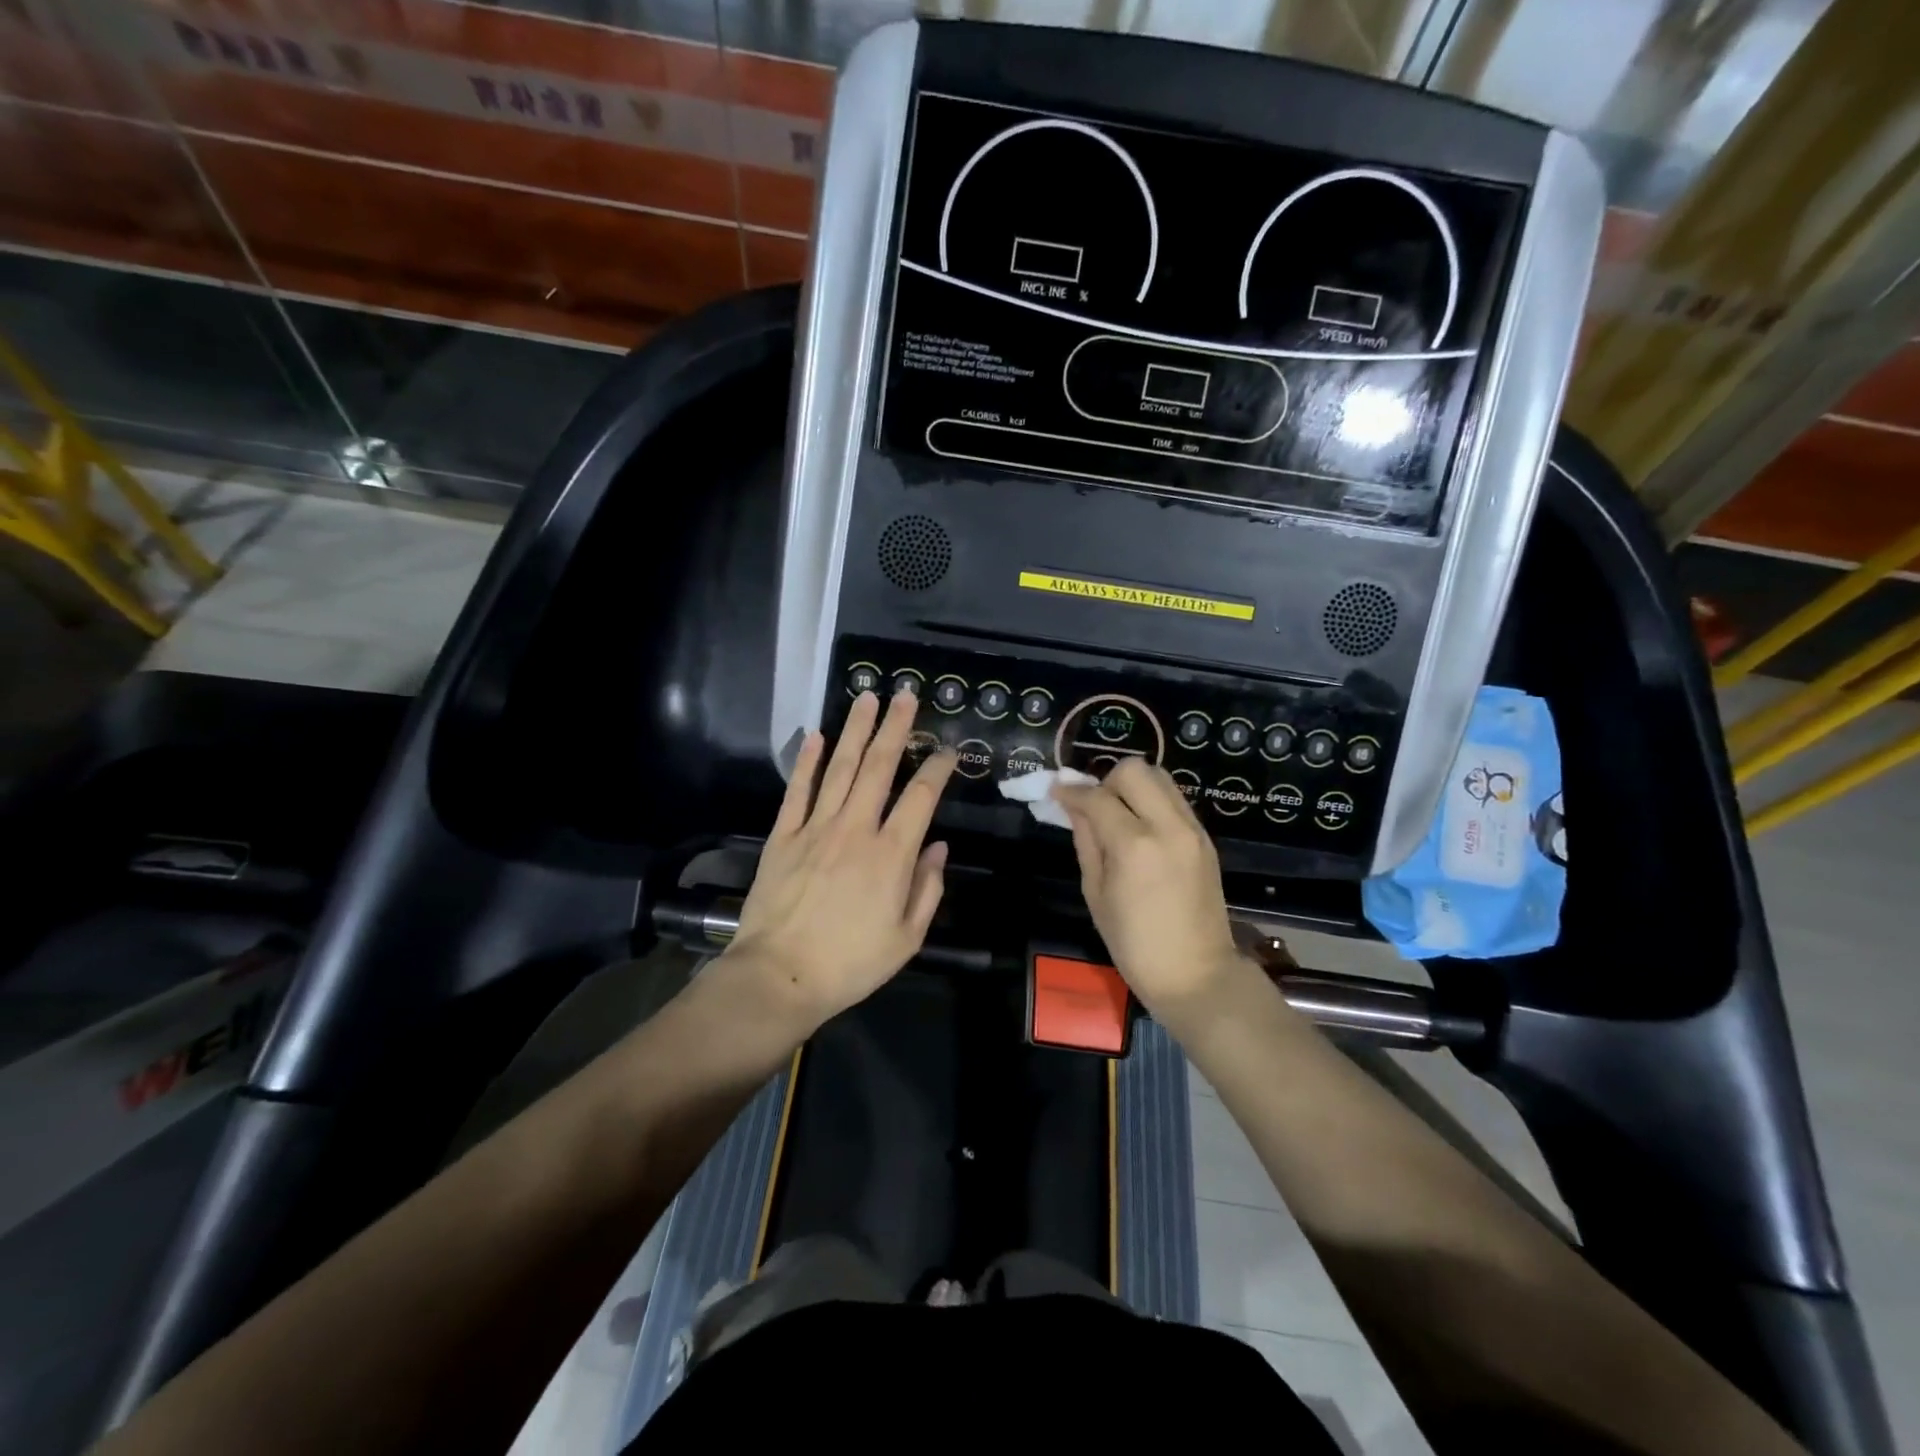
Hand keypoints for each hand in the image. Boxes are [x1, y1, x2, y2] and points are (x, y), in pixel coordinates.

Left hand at [728, 690, 956, 1027]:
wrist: (780, 976)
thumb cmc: (851, 963)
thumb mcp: (907, 937)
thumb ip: (927, 887)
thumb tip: (938, 846)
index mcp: (891, 854)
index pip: (921, 797)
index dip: (937, 768)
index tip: (946, 750)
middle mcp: (856, 829)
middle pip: (879, 767)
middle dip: (895, 727)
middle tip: (904, 694)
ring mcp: (816, 828)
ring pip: (841, 768)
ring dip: (855, 730)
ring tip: (866, 698)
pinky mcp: (784, 836)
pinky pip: (798, 791)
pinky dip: (808, 761)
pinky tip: (817, 735)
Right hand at [1053, 759, 1253, 1020]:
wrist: (1196, 974)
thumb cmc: (1134, 944)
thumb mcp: (1095, 893)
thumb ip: (1086, 841)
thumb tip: (1073, 807)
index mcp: (1134, 846)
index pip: (1097, 797)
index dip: (1071, 791)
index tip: (1055, 791)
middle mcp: (1167, 826)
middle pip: (1134, 770)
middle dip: (1106, 780)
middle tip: (1094, 806)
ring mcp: (1192, 830)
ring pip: (1159, 777)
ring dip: (1132, 786)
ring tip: (1118, 815)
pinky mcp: (1205, 838)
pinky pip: (1174, 800)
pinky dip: (1152, 802)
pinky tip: (1140, 829)